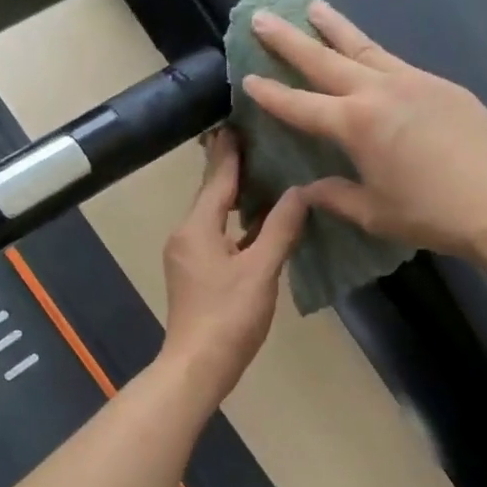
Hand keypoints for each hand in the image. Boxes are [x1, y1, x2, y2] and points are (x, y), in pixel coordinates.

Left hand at [158, 129, 307, 406]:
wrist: (199, 365)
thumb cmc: (229, 316)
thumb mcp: (261, 270)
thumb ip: (280, 228)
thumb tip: (301, 192)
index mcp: (197, 228)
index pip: (216, 178)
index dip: (231, 150)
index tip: (240, 120)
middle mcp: (185, 235)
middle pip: (212, 194)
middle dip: (233, 169)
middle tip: (261, 142)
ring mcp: (187, 257)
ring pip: (213, 217)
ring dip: (236, 198)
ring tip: (266, 176)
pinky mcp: (194, 275)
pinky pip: (216, 237)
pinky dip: (236, 225)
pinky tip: (258, 224)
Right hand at [245, 3, 486, 259]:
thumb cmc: (432, 213)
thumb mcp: (375, 213)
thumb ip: (336, 197)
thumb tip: (308, 190)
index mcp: (355, 125)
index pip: (301, 106)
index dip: (271, 95)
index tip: (248, 78)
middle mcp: (378, 92)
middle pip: (325, 60)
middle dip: (289, 41)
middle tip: (262, 17)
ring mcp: (412, 82)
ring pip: (363, 48)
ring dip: (334, 28)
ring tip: (312, 8)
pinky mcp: (440, 84)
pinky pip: (395, 61)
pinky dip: (372, 52)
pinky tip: (368, 54)